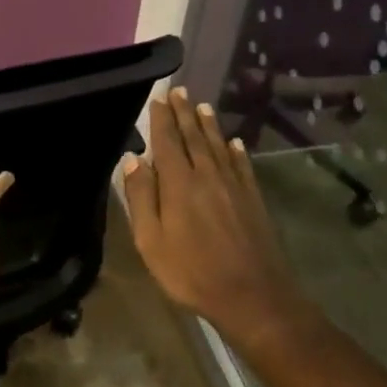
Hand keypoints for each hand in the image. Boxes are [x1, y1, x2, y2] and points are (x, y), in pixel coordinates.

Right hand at [121, 87, 298, 351]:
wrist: (251, 295)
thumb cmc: (191, 272)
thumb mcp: (151, 240)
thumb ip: (141, 197)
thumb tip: (133, 158)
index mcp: (179, 184)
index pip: (167, 142)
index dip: (161, 119)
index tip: (158, 98)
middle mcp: (207, 176)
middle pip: (194, 137)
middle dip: (185, 113)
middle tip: (180, 91)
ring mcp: (234, 186)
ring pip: (219, 146)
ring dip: (209, 125)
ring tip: (202, 106)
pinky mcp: (253, 199)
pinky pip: (242, 166)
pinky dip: (236, 151)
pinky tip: (234, 143)